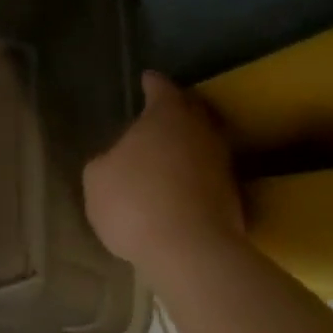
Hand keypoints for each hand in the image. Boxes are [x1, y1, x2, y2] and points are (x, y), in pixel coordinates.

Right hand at [84, 72, 244, 269]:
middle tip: (161, 111)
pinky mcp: (235, 198)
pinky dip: (195, 175)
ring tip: (169, 152)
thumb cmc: (135, 201)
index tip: (146, 78)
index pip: (161, 88)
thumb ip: (106, 160)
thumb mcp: (97, 178)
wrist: (191, 253)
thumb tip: (116, 161)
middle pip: (192, 110)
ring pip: (204, 143)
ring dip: (188, 145)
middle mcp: (201, 131)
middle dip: (178, 108)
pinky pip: (209, 175)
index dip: (152, 83)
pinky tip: (180, 187)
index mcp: (167, 116)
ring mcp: (222, 165)